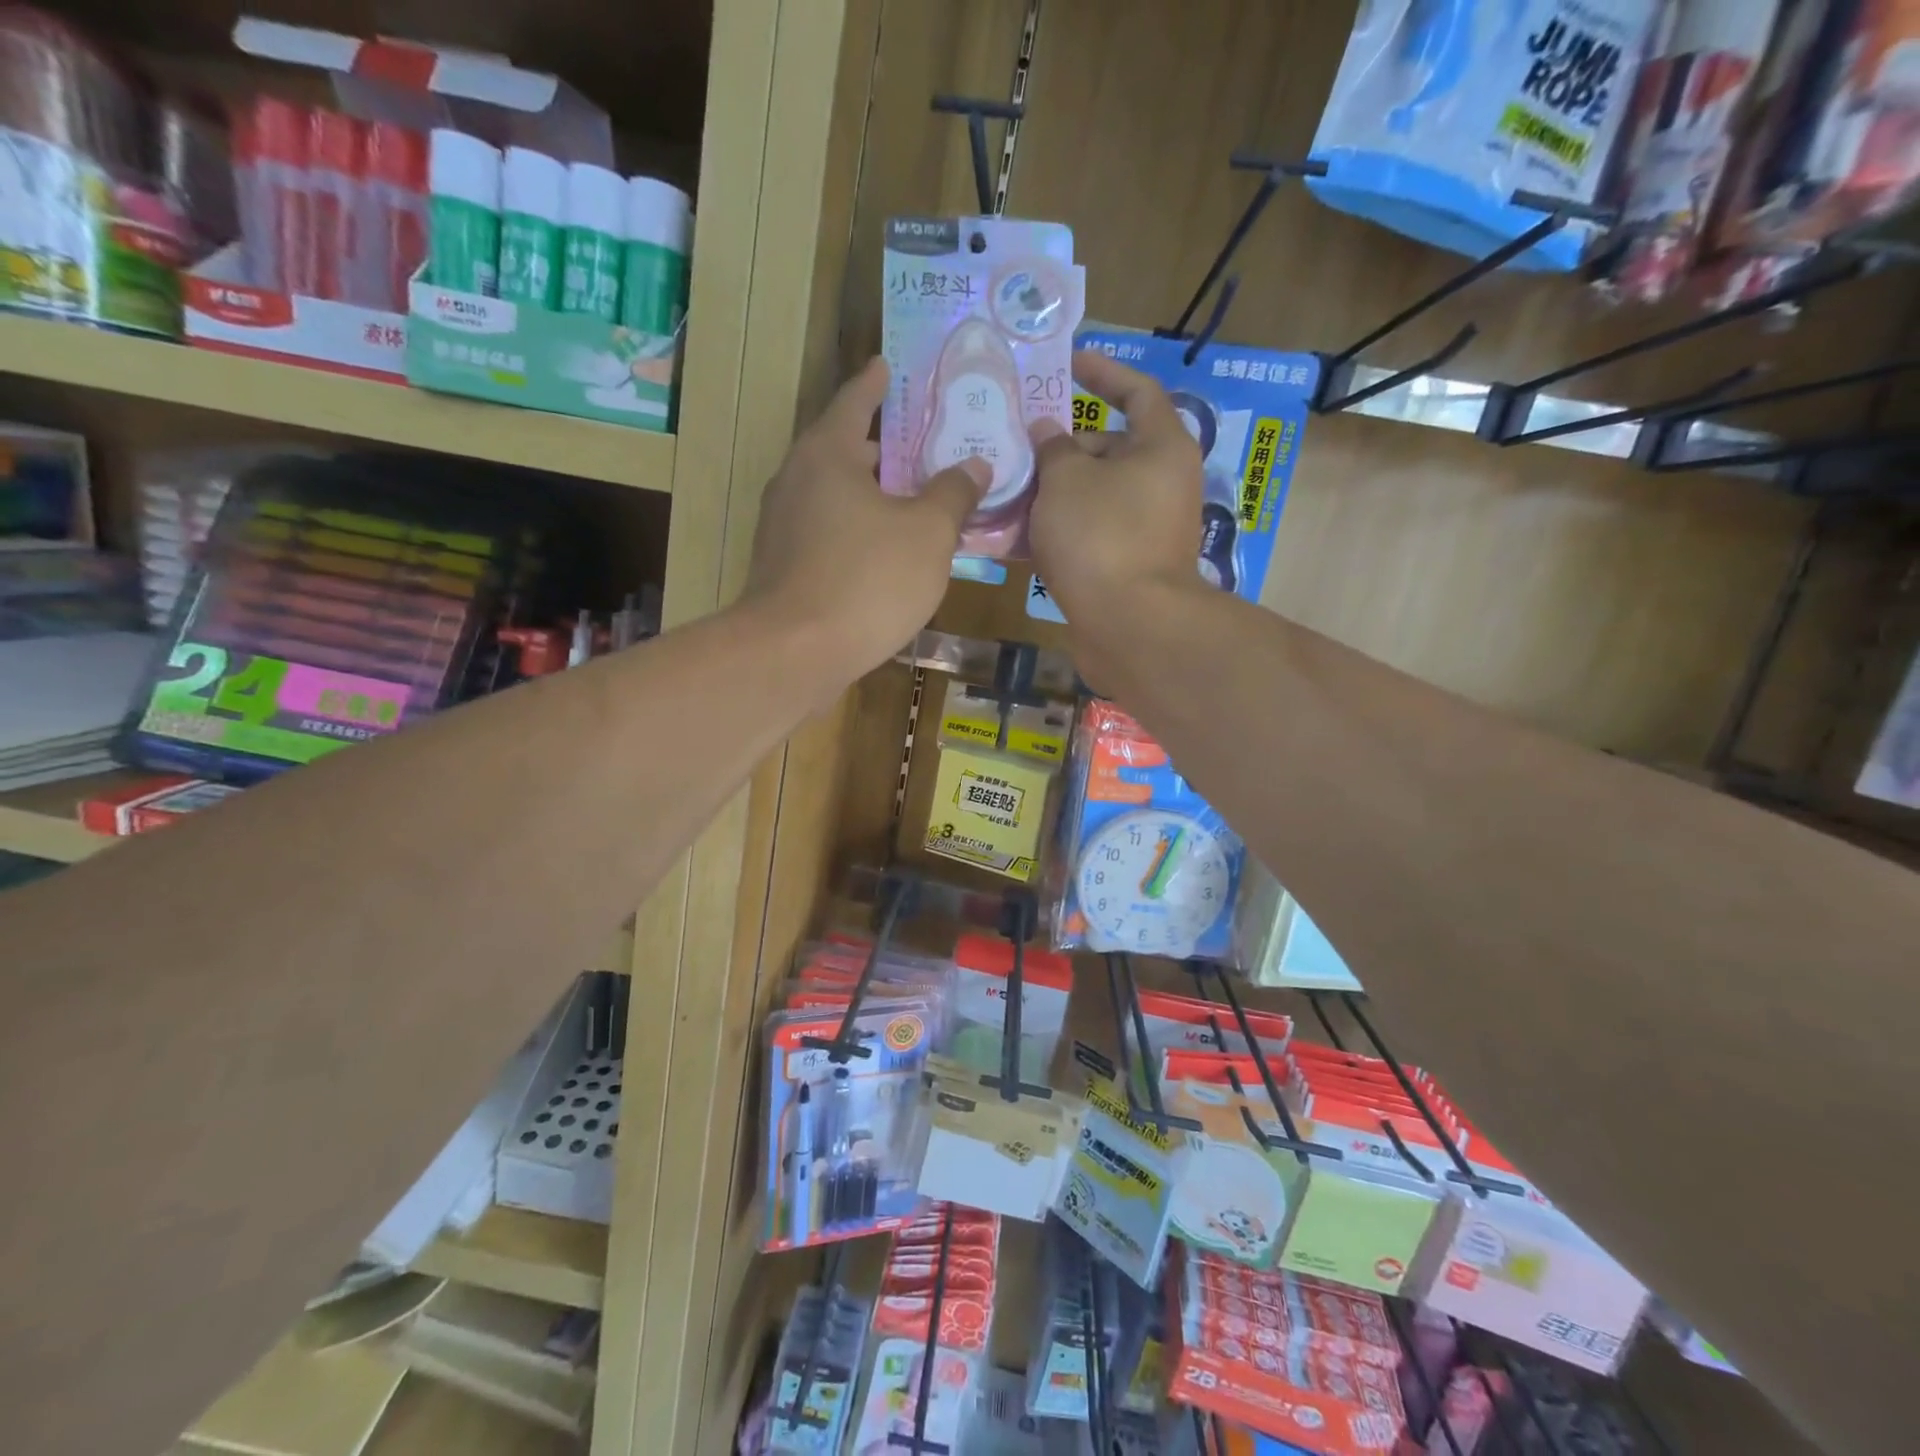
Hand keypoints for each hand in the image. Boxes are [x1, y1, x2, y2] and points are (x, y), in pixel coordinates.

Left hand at [743, 356, 987, 680]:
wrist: (796, 653)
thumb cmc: (867, 579)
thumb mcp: (928, 533)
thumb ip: (953, 494)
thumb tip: (974, 466)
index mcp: (826, 454)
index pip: (854, 402)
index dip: (876, 384)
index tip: (887, 365)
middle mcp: (795, 480)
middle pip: (843, 450)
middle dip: (882, 448)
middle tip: (923, 447)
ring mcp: (782, 527)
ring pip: (835, 496)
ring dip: (871, 494)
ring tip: (913, 501)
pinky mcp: (782, 567)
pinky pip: (827, 532)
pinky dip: (857, 530)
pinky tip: (886, 552)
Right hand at [1029, 350, 1205, 627]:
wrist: (1130, 626)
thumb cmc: (1101, 537)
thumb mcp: (1065, 480)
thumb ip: (1052, 447)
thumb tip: (1047, 432)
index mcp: (1162, 447)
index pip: (1137, 391)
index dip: (1103, 373)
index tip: (1068, 364)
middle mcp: (1160, 483)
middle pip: (1107, 450)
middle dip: (1060, 449)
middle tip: (1015, 451)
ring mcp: (1145, 528)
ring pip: (1092, 497)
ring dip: (1051, 495)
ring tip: (1004, 494)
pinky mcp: (1126, 565)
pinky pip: (1088, 535)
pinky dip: (1057, 532)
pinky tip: (1014, 540)